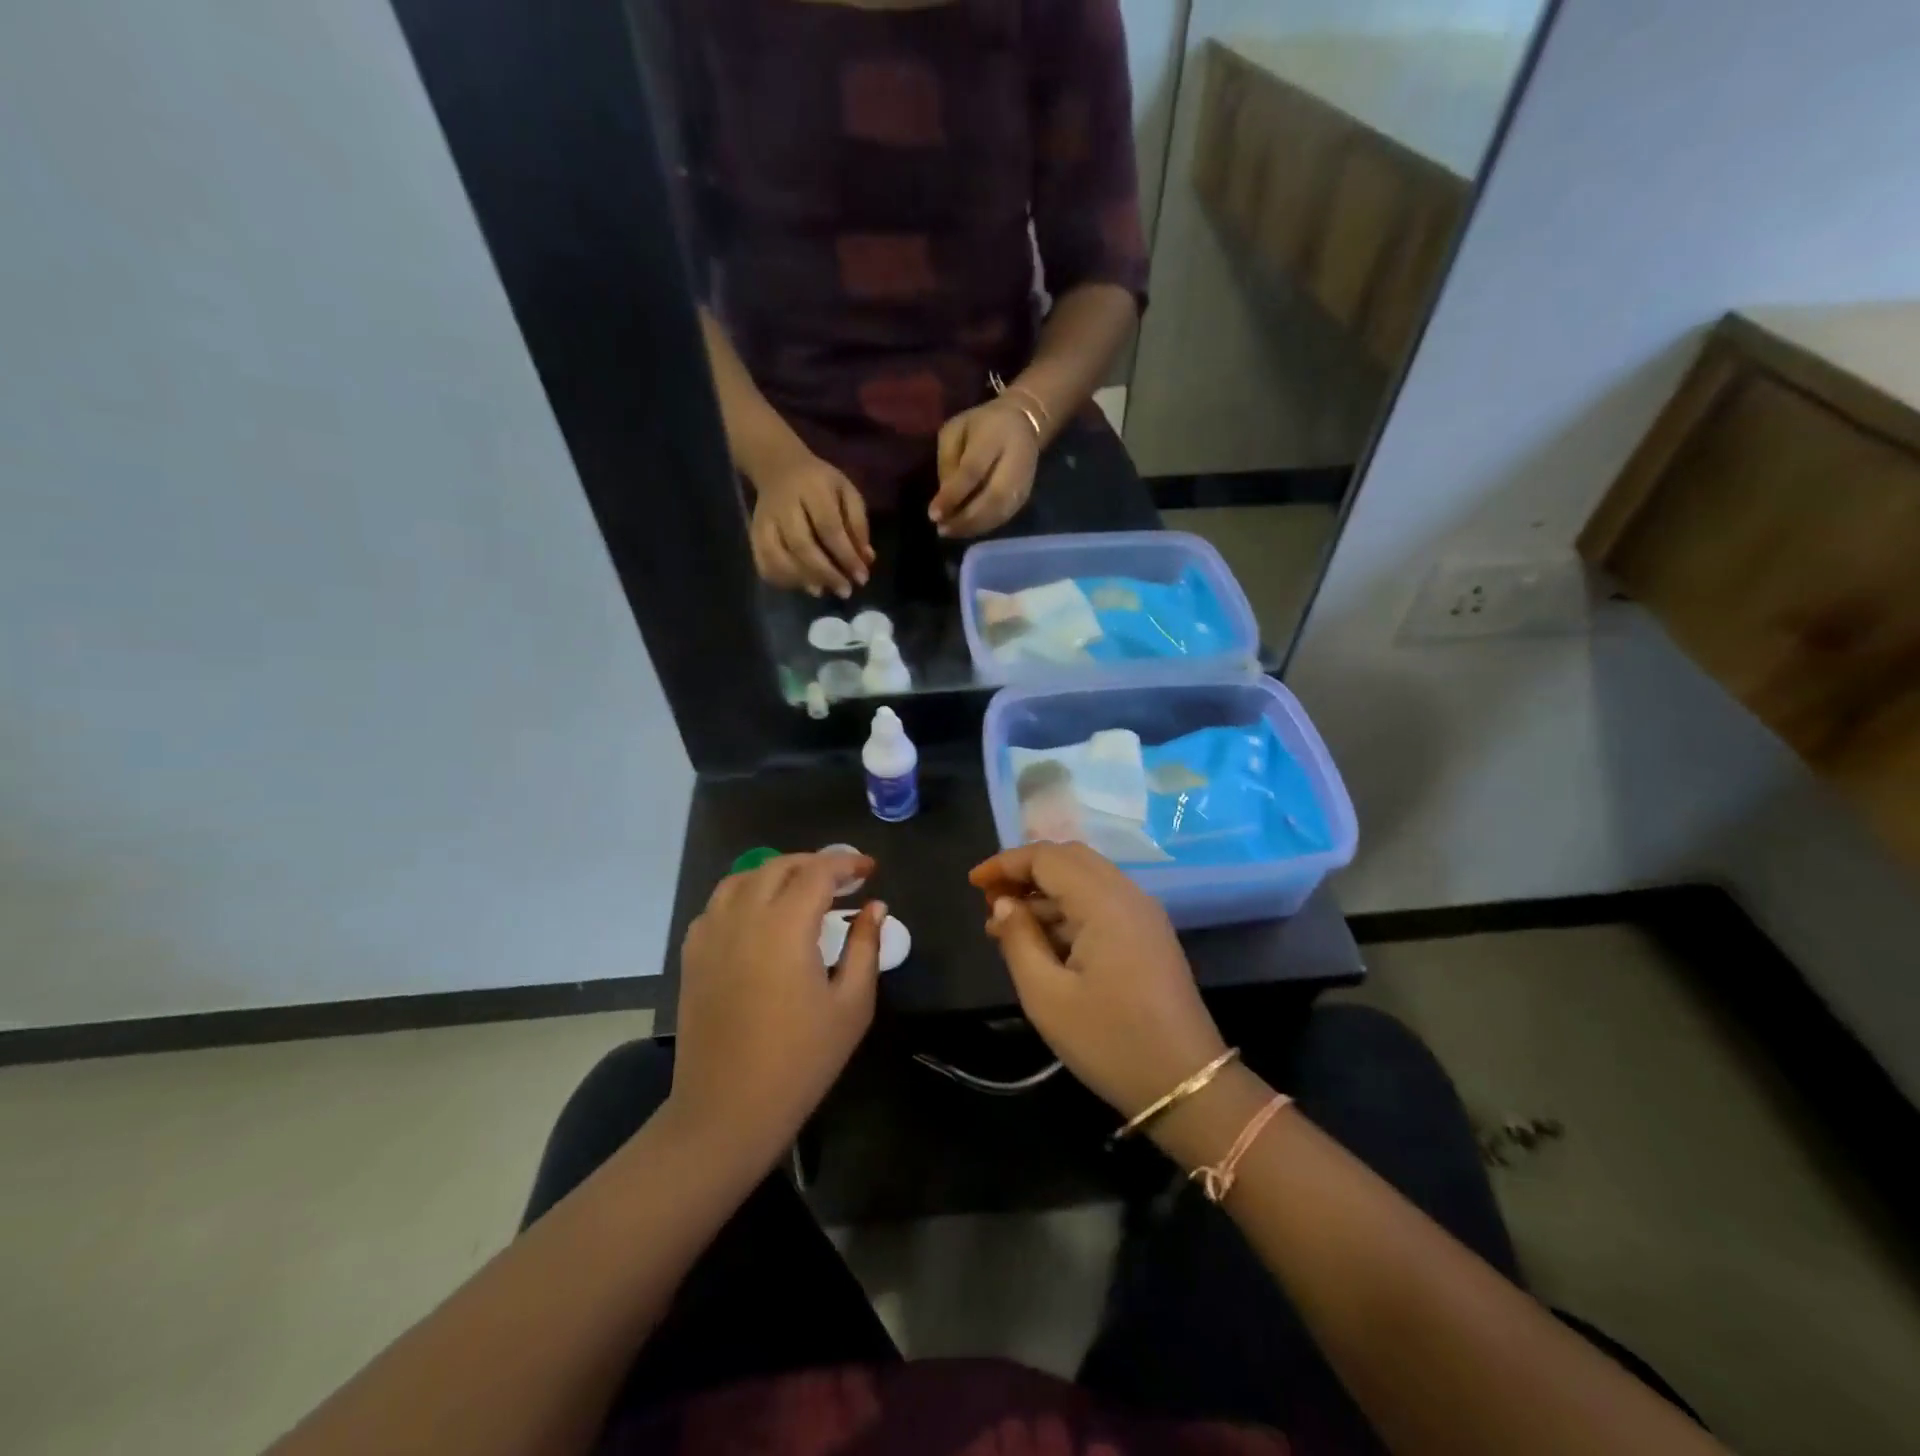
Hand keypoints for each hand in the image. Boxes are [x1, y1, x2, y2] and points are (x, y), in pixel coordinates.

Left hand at [671, 852, 884, 1169]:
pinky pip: (717, 905)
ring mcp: (711, 935)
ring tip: (800, 891)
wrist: (727, 1111)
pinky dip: (744, 896)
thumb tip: (875, 907)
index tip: (870, 869)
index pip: (818, 871)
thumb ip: (865, 946)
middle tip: (842, 880)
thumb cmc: (800, 1060)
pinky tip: (759, 919)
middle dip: (814, 863)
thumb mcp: (851, 1005)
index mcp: (785, 926)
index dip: (847, 863)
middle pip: (779, 866)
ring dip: (776, 874)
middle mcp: (743, 917)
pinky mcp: (692, 956)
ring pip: (742, 878)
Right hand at [749, 452, 873, 598]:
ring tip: (823, 590)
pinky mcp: (753, 534)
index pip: (829, 527)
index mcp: (812, 489)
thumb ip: (858, 524)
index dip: (846, 556)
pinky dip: (782, 580)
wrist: (777, 466)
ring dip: (803, 580)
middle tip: (845, 591)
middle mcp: (784, 505)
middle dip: (826, 573)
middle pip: (802, 546)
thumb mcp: (846, 492)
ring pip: (778, 557)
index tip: (862, 577)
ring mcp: (764, 521)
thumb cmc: (820, 483)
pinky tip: (800, 585)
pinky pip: (763, 563)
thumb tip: (866, 559)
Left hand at [930, 397, 1041, 538]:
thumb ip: (948, 460)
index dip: (953, 495)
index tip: (933, 515)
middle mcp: (1016, 460)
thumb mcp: (956, 430)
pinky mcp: (1026, 495)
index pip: (973, 471)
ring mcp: (1024, 481)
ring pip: (1000, 512)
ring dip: (974, 527)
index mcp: (995, 436)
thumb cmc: (981, 425)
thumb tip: (945, 498)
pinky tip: (966, 530)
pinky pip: (1004, 517)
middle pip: (992, 498)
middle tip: (942, 530)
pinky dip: (984, 527)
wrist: (1023, 422)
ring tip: (951, 532)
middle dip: (965, 519)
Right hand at [970, 843, 1228, 1119]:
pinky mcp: (1149, 934)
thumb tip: (1002, 903)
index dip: (1006, 863)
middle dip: (1025, 871)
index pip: (1047, 857)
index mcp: (1104, 902)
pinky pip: (1102, 901)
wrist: (1187, 1084)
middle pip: (1069, 859)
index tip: (973, 883)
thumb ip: (1019, 940)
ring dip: (1045, 891)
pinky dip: (1068, 908)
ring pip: (1086, 879)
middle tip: (989, 899)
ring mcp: (1143, 913)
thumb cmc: (1110, 1041)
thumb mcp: (1047, 996)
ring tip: (1005, 926)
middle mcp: (1128, 894)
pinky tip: (1043, 940)